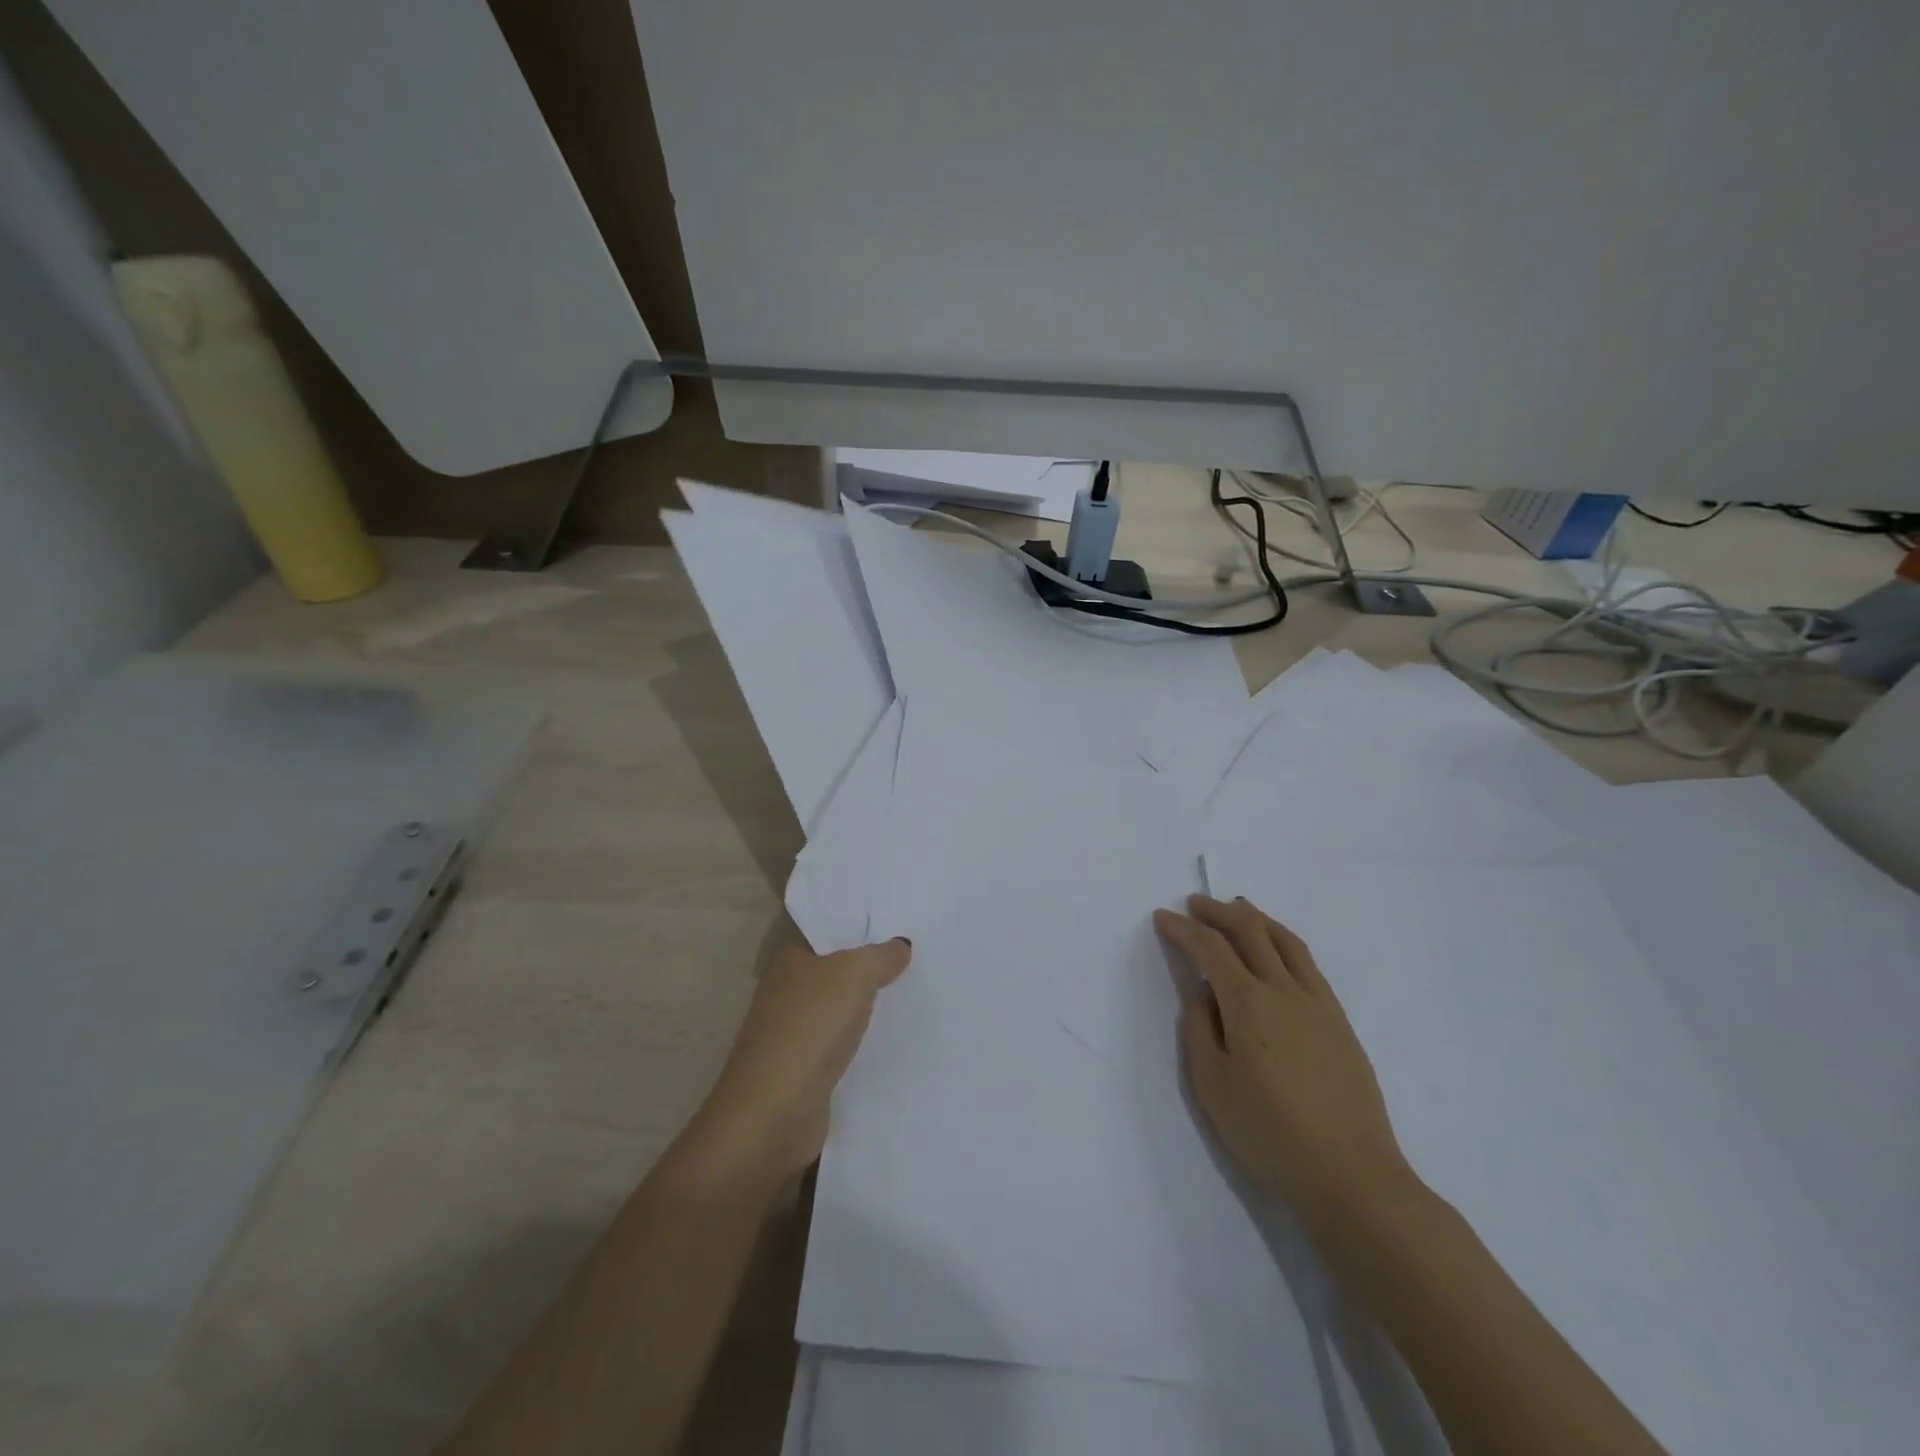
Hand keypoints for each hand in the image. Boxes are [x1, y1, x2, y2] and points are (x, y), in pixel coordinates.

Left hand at [678, 937, 911, 1194]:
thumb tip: (900, 945)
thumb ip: (880, 956)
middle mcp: (788, 991)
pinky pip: (844, 1045)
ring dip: (870, 1007)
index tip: (901, 923)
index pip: (828, 932)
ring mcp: (795, 1034)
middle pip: (837, 970)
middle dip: (872, 966)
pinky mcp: (806, 1071)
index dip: (860, 926)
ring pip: (842, 1009)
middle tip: (920, 957)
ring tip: (917, 995)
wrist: (774, 1114)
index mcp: (791, 959)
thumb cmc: (810, 1028)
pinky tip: (896, 1040)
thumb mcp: (854, 975)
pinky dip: (864, 1043)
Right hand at [1154, 895, 1416, 1228]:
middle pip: (1250, 930)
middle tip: (1194, 904)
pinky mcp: (1339, 1020)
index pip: (1210, 948)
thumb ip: (1199, 1029)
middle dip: (1217, 911)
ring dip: (1255, 918)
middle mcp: (1284, 989)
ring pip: (1285, 939)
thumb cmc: (1270, 1133)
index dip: (1183, 929)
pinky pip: (1307, 962)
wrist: (1352, 1175)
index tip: (1162, 918)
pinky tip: (1276, 950)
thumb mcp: (1212, 1086)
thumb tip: (1201, 993)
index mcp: (1248, 1003)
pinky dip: (1283, 940)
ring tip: (1236, 909)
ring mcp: (1318, 1002)